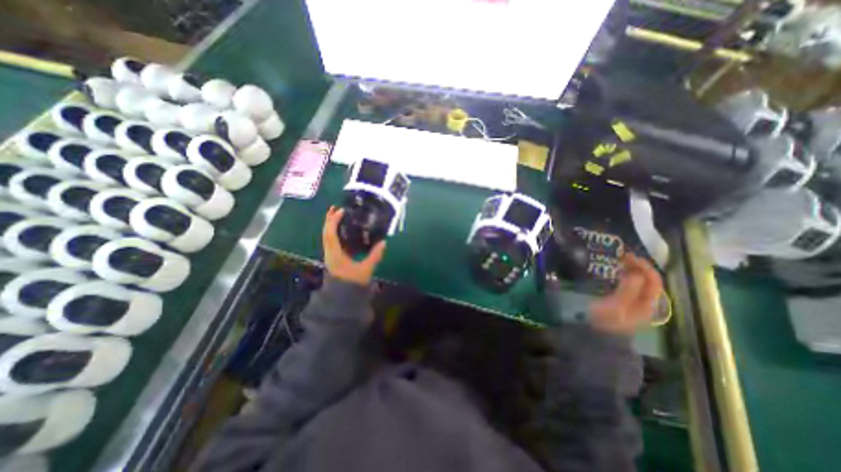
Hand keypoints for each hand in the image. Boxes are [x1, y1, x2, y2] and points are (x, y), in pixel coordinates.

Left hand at [323, 207, 387, 286]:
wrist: (343, 298)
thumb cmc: (352, 283)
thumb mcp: (365, 269)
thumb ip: (375, 256)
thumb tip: (384, 242)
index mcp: (335, 254)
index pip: (331, 234)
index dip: (334, 221)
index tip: (341, 210)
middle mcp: (330, 252)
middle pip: (326, 233)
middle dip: (330, 220)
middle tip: (336, 208)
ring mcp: (330, 255)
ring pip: (327, 236)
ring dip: (331, 225)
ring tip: (338, 216)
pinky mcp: (334, 257)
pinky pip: (332, 241)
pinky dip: (335, 233)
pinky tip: (343, 230)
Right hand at [591, 254, 663, 334]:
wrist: (598, 336)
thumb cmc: (606, 320)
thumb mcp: (617, 306)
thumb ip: (629, 290)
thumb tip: (636, 273)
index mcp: (647, 304)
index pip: (654, 280)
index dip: (643, 266)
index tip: (626, 256)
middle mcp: (646, 302)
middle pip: (649, 280)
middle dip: (639, 266)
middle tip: (622, 257)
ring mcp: (636, 303)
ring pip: (641, 282)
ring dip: (633, 270)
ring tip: (619, 263)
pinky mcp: (625, 303)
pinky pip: (631, 285)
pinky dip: (626, 277)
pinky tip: (617, 274)